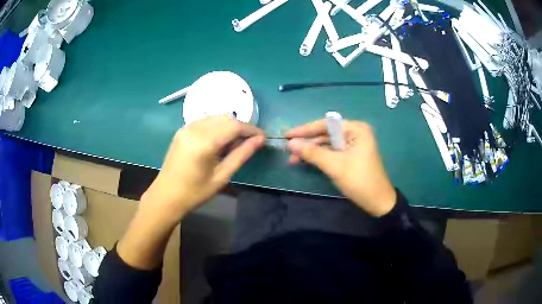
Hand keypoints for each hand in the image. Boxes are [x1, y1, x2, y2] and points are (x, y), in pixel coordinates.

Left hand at [141, 115, 264, 222]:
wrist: (166, 196)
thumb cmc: (195, 192)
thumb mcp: (222, 176)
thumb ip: (241, 154)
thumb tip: (260, 140)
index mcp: (205, 142)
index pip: (235, 126)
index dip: (252, 130)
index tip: (263, 138)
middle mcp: (195, 128)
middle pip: (226, 118)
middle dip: (241, 128)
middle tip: (248, 144)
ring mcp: (186, 127)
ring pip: (216, 118)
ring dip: (229, 126)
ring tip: (233, 145)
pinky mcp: (182, 130)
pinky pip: (205, 121)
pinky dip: (217, 127)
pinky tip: (218, 142)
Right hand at [287, 119, 395, 216]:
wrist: (378, 202)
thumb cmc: (359, 180)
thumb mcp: (335, 166)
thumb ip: (312, 153)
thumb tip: (290, 143)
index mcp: (356, 129)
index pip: (326, 124)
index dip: (305, 130)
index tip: (287, 135)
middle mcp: (355, 133)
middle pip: (326, 134)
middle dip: (307, 143)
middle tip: (288, 149)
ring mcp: (353, 144)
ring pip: (327, 144)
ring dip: (311, 151)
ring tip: (293, 159)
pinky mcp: (351, 155)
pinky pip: (332, 152)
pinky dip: (319, 157)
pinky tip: (305, 161)